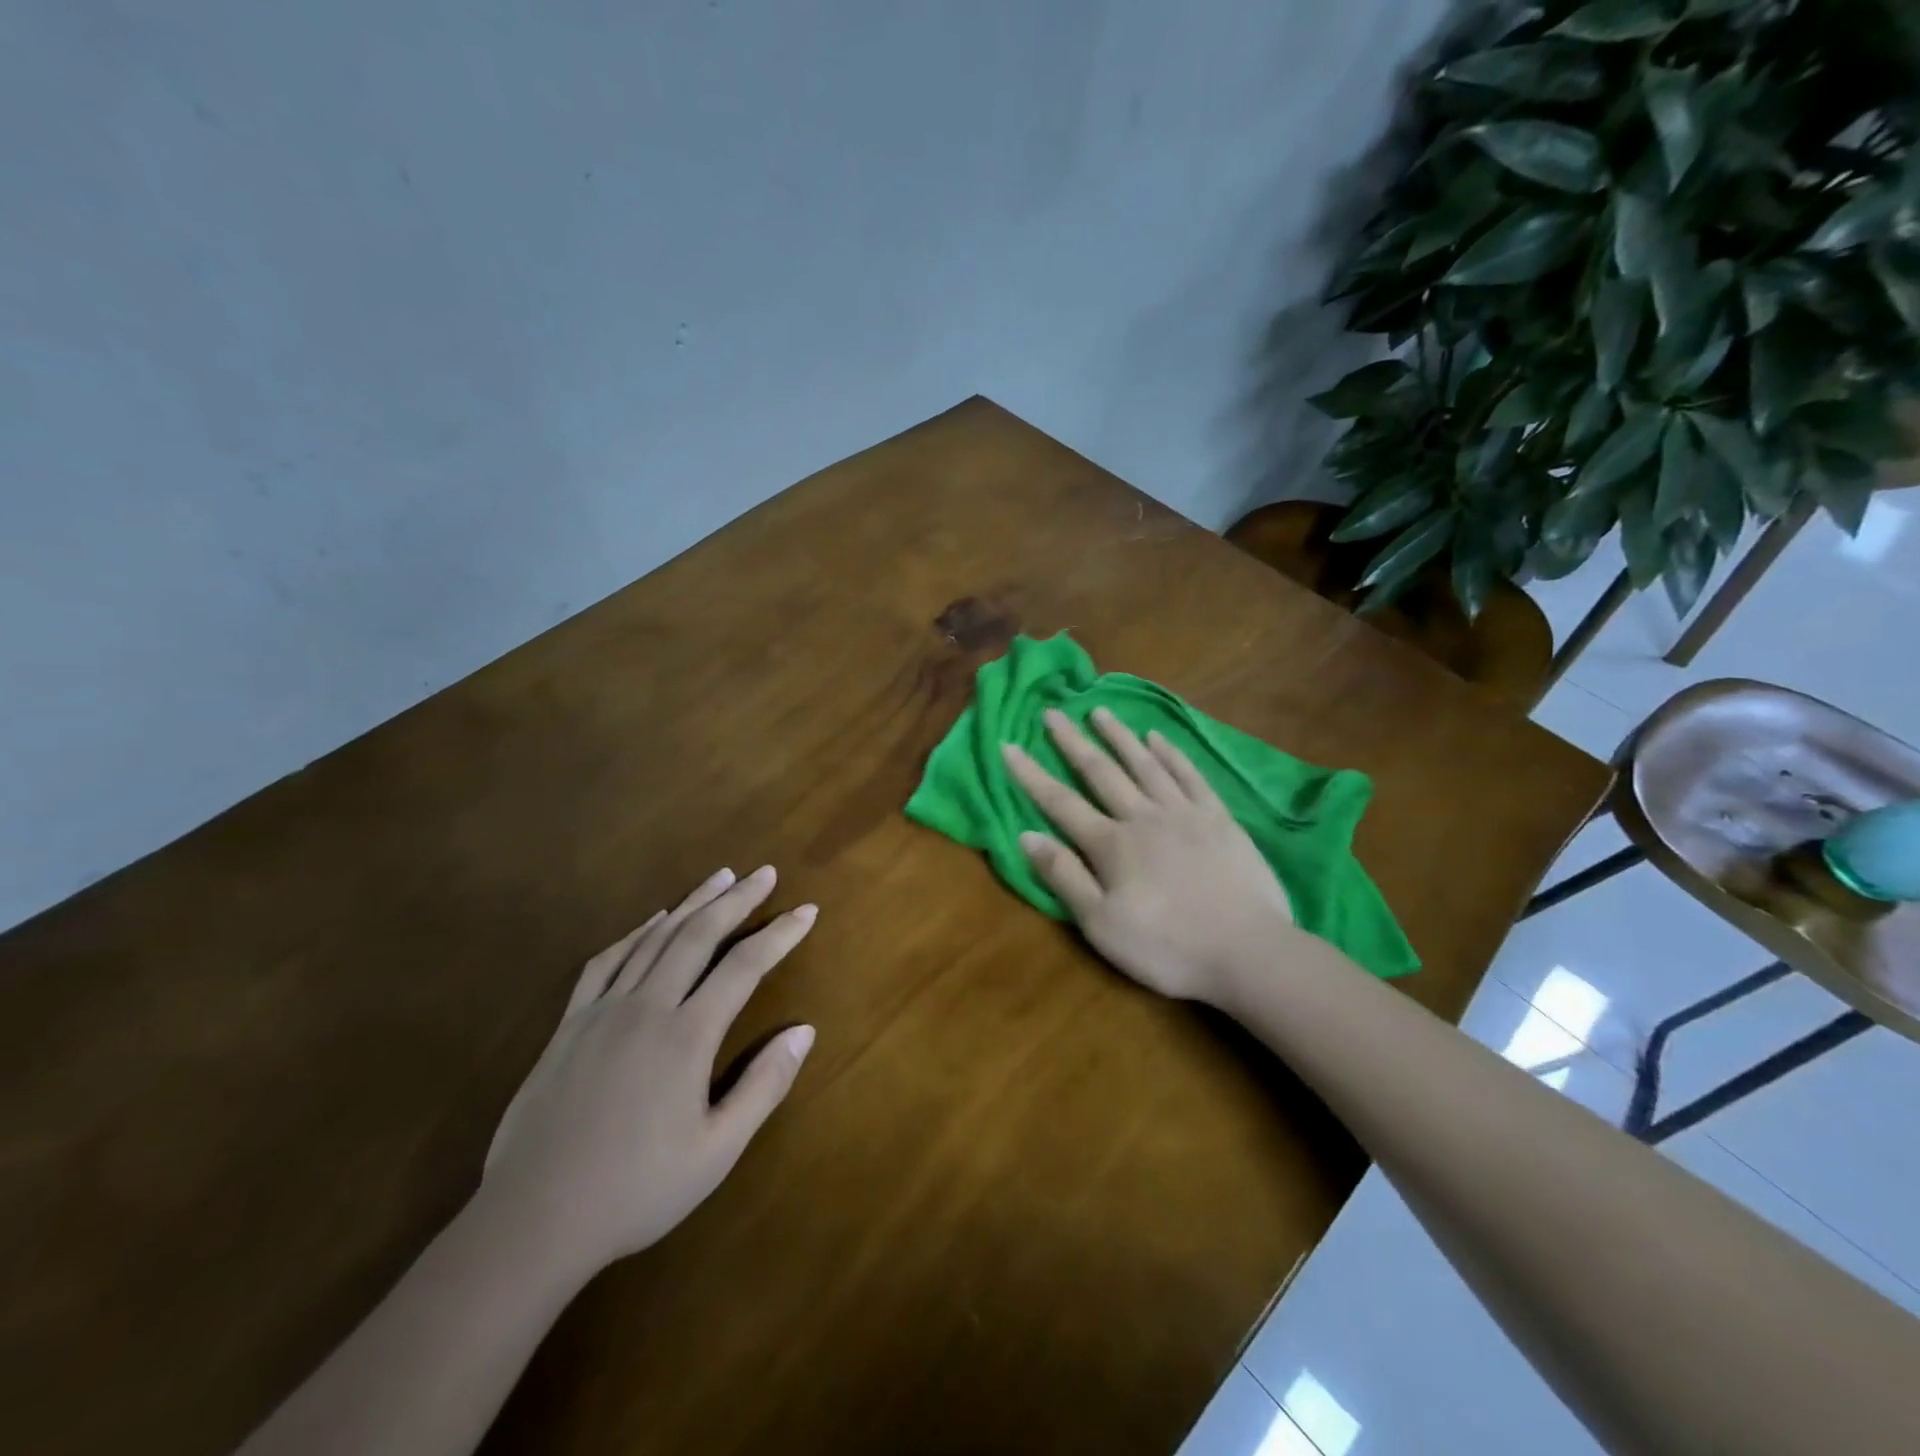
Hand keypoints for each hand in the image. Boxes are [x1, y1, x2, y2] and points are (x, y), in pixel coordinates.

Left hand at [481, 865, 816, 1278]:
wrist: (532, 1223)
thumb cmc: (636, 1190)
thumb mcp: (717, 1152)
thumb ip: (764, 1086)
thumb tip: (805, 1031)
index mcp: (687, 1036)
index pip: (744, 966)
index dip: (779, 934)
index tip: (806, 910)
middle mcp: (647, 1007)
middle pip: (699, 935)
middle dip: (737, 899)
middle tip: (764, 872)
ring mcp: (603, 1011)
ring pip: (655, 938)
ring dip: (692, 903)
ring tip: (719, 877)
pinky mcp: (570, 1024)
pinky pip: (607, 961)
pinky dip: (636, 932)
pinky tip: (652, 921)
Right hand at [1002, 708, 1294, 1005]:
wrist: (1247, 951)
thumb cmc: (1166, 946)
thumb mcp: (1101, 924)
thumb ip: (1064, 876)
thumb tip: (1026, 834)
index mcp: (1110, 844)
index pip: (1060, 802)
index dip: (1030, 774)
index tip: (1008, 745)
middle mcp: (1142, 817)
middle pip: (1100, 771)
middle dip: (1073, 741)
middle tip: (1053, 712)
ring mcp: (1184, 813)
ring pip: (1144, 764)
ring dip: (1119, 736)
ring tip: (1100, 711)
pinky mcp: (1218, 818)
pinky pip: (1189, 775)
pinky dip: (1171, 754)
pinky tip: (1158, 737)